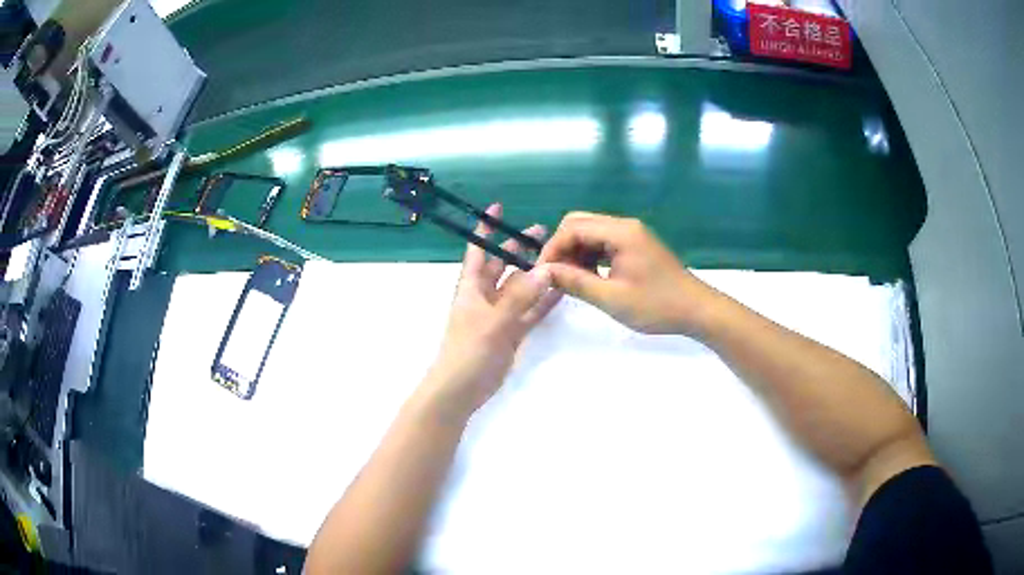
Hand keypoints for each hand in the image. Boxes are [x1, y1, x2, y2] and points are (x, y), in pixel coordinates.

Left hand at [422, 204, 561, 417]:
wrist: (461, 389)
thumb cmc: (468, 350)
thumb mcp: (494, 321)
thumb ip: (520, 297)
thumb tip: (546, 270)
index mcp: (471, 287)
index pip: (479, 250)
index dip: (485, 229)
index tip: (498, 207)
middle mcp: (485, 296)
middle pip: (503, 265)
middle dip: (518, 248)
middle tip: (543, 233)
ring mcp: (499, 314)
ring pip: (520, 288)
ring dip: (535, 274)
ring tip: (557, 257)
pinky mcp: (511, 332)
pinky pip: (530, 311)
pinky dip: (543, 301)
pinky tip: (561, 291)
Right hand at [538, 212, 718, 334]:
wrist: (697, 310)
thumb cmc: (656, 306)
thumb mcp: (612, 298)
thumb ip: (576, 282)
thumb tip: (544, 272)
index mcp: (620, 232)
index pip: (572, 228)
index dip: (553, 249)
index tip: (542, 274)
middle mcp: (625, 225)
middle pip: (580, 224)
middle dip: (562, 248)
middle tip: (555, 276)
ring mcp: (632, 234)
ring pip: (591, 233)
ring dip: (576, 252)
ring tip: (570, 280)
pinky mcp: (636, 245)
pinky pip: (604, 242)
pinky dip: (591, 256)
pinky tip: (589, 277)